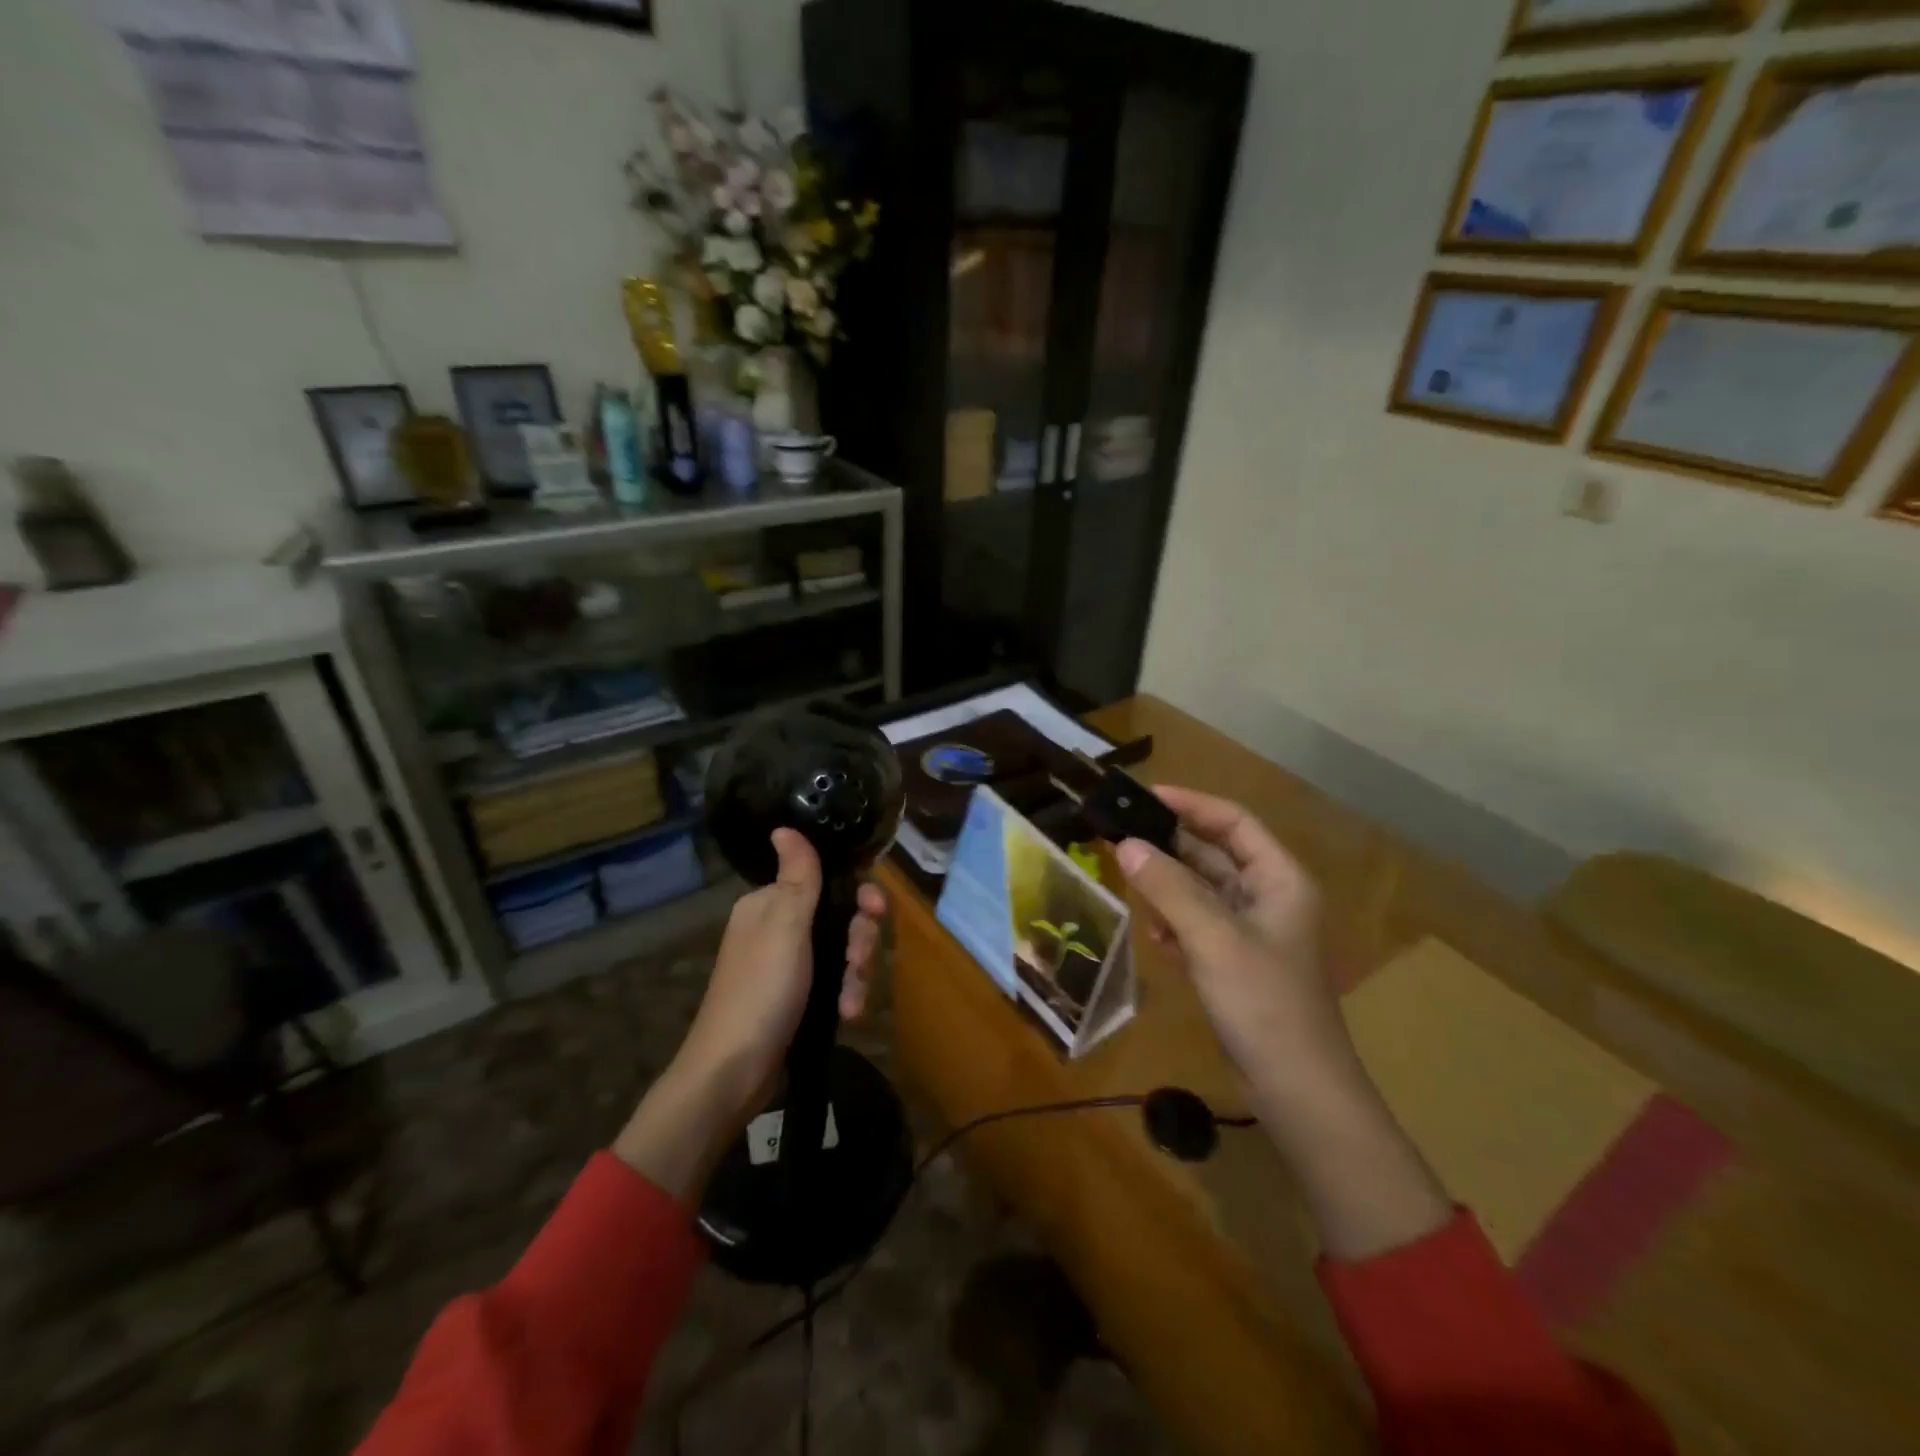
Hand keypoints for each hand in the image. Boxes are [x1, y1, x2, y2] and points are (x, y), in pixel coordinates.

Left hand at [613, 828, 885, 1200]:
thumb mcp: (784, 927)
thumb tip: (785, 825)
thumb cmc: (760, 992)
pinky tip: (848, 1015)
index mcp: (769, 905)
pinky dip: (844, 996)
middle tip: (859, 962)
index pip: (826, 881)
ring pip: (842, 953)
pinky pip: (834, 984)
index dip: (858, 894)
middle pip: (840, 918)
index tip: (877, 911)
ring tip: (850, 1002)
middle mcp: (778, 929)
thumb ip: (797, 877)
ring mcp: (789, 967)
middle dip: (858, 941)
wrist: (732, 1074)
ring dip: (855, 975)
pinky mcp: (798, 999)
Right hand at [1114, 787, 1349, 1091]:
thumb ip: (1168, 889)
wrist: (1298, 1091)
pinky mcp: (1236, 965)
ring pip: (1202, 893)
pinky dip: (1175, 926)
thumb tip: (1125, 846)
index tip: (1145, 797)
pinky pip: (1199, 927)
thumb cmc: (1264, 1003)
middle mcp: (1269, 899)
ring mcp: (1253, 934)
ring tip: (1131, 887)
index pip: (1234, 822)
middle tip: (1120, 839)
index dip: (1192, 804)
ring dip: (1168, 889)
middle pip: (1214, 855)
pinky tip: (1155, 938)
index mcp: (1280, 880)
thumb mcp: (1213, 938)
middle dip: (1170, 848)